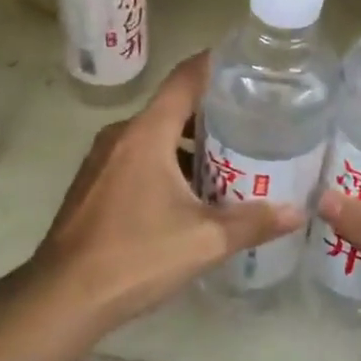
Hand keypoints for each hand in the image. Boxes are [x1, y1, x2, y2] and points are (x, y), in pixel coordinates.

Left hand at [29, 53, 304, 336]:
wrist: (61, 297)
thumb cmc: (136, 256)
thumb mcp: (205, 240)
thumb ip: (253, 222)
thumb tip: (298, 212)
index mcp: (147, 132)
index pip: (185, 78)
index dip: (215, 64)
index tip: (247, 63)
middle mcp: (122, 135)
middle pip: (171, 107)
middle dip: (211, 112)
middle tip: (253, 120)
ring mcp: (102, 159)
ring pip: (153, 135)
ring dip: (187, 143)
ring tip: (228, 158)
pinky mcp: (92, 184)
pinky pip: (136, 157)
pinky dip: (164, 162)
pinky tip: (188, 192)